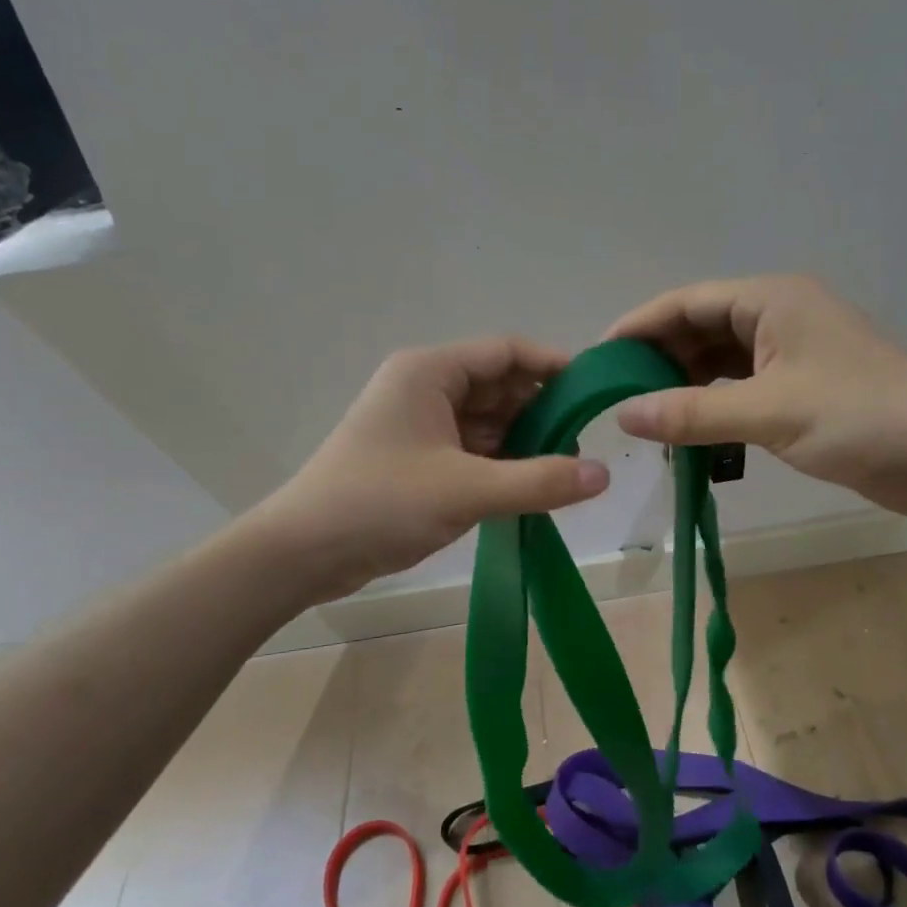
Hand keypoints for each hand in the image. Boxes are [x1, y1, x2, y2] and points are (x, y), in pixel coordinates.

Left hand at [265, 337, 609, 600]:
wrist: (302, 554)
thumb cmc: (379, 503)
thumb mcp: (466, 490)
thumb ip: (539, 481)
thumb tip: (604, 475)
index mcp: (430, 372)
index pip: (506, 352)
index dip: (553, 366)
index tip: (594, 394)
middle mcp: (425, 388)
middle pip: (499, 386)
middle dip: (541, 412)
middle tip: (584, 446)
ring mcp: (420, 426)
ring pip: (488, 422)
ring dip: (523, 443)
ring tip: (564, 473)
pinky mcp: (417, 460)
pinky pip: (472, 451)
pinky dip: (501, 465)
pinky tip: (530, 488)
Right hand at [607, 275, 906, 519]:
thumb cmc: (861, 417)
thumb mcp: (769, 412)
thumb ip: (693, 413)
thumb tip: (624, 414)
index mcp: (769, 301)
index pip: (686, 303)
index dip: (638, 327)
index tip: (597, 359)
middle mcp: (776, 318)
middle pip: (699, 330)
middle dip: (657, 360)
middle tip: (615, 398)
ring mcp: (790, 355)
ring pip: (718, 363)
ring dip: (683, 387)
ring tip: (644, 418)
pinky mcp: (800, 390)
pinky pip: (739, 390)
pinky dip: (711, 407)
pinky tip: (687, 432)